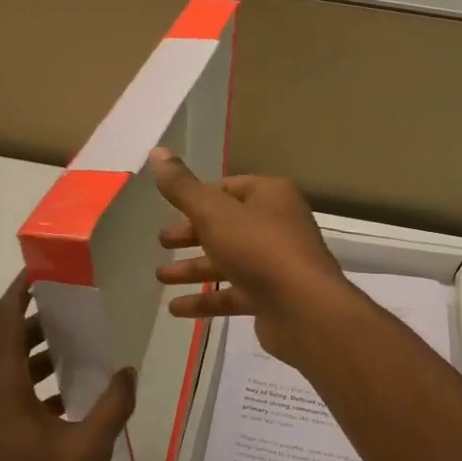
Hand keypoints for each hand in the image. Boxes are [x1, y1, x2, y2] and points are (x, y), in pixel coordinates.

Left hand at [0, 273, 136, 460]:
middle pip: (9, 341)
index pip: (6, 321)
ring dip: (41, 353)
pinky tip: (71, 393)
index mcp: (2, 388)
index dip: (21, 291)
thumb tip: (127, 371)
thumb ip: (112, 404)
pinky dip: (36, 381)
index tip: (43, 270)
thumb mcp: (89, 448)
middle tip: (77, 305)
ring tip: (80, 345)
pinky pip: (11, 391)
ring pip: (11, 368)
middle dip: (41, 320)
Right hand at [149, 148, 357, 368]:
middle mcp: (277, 225)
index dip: (199, 197)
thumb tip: (157, 151)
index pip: (229, 188)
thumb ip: (182, 187)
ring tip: (160, 277)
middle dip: (192, 234)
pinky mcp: (272, 298)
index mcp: (270, 196)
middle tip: (162, 242)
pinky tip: (176, 309)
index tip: (170, 208)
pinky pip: (233, 294)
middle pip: (227, 225)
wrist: (304, 309)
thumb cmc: (259, 249)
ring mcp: (276, 264)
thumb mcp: (214, 212)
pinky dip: (205, 300)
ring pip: (228, 261)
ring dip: (194, 268)